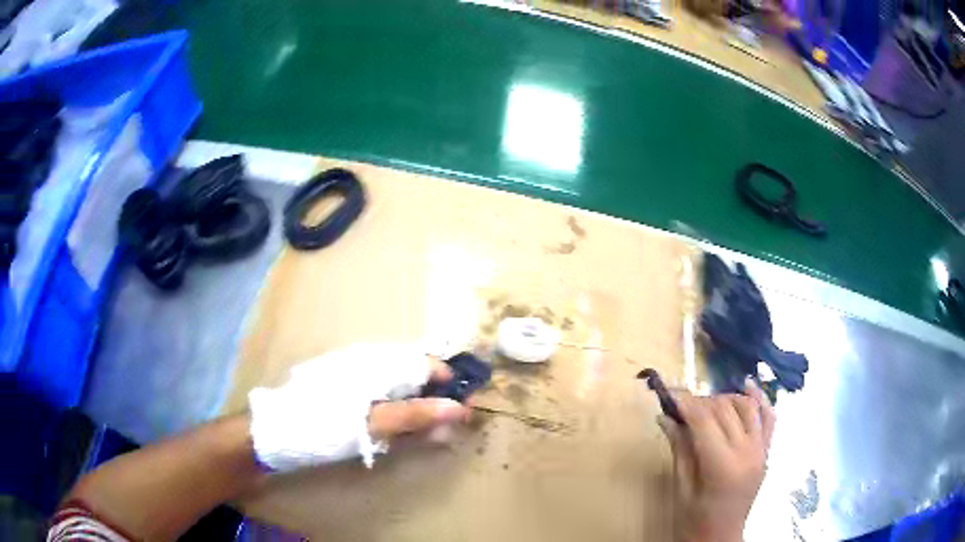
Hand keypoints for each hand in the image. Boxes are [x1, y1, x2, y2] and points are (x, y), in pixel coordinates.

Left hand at [249, 343, 472, 470]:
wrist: (275, 433)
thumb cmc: (323, 424)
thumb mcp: (372, 423)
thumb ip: (416, 415)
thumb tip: (460, 408)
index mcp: (377, 363)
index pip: (427, 364)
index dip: (451, 384)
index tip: (467, 410)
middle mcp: (372, 365)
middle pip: (417, 376)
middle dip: (438, 401)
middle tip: (449, 430)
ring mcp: (360, 381)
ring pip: (403, 391)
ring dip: (420, 412)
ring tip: (429, 436)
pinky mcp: (352, 397)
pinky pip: (386, 402)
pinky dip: (400, 418)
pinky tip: (402, 434)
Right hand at [657, 379, 775, 541]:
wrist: (720, 538)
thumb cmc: (694, 520)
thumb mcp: (682, 487)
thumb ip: (680, 449)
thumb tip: (665, 416)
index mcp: (723, 466)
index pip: (704, 421)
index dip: (686, 403)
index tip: (668, 392)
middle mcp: (747, 452)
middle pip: (725, 410)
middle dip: (701, 402)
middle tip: (680, 406)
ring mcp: (761, 450)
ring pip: (747, 407)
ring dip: (725, 399)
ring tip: (706, 405)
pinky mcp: (766, 452)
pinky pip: (768, 417)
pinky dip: (759, 399)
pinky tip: (747, 386)